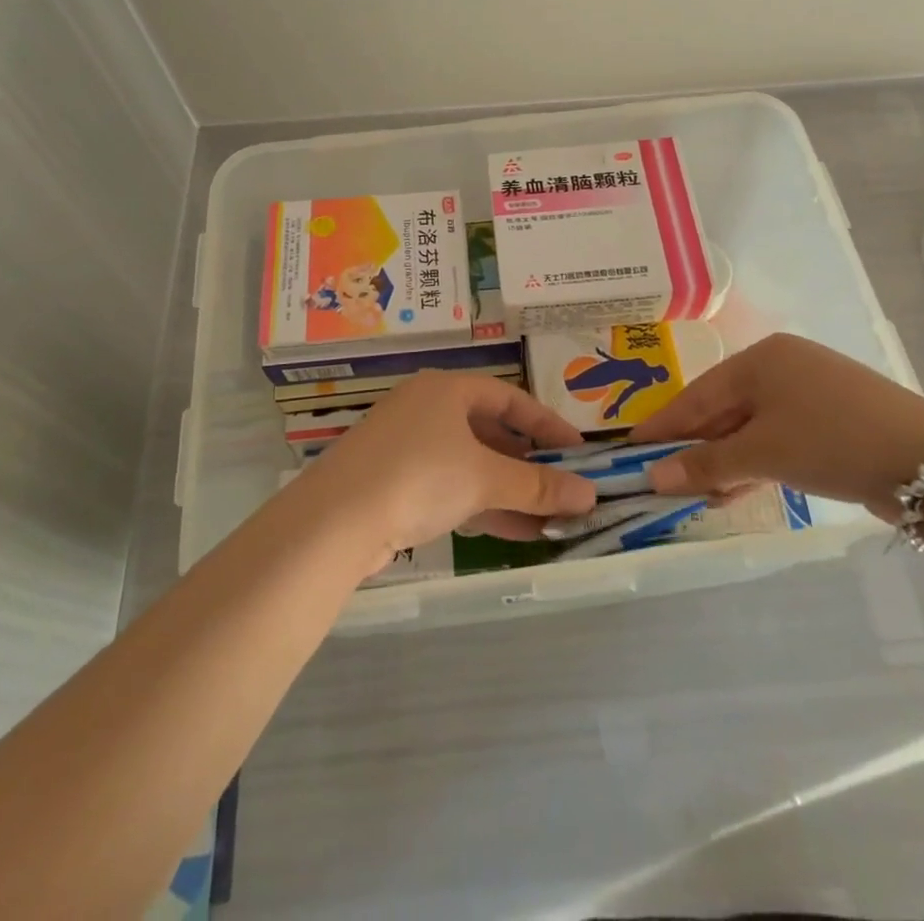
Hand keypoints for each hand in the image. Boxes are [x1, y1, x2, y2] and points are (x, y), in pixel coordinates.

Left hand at [297, 372, 597, 562]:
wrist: (333, 522)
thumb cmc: (418, 477)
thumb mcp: (484, 479)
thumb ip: (538, 486)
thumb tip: (590, 495)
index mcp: (447, 390)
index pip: (510, 398)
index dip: (547, 424)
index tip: (578, 450)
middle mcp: (426, 410)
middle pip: (490, 432)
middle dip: (529, 463)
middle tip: (563, 486)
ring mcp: (407, 447)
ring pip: (471, 464)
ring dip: (510, 491)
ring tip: (551, 519)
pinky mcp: (394, 483)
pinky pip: (451, 487)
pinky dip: (483, 505)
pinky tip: (515, 532)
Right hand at [633, 333, 923, 518]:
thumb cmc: (831, 440)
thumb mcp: (763, 453)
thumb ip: (706, 465)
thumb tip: (654, 477)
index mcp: (760, 359)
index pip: (696, 394)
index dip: (663, 424)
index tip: (630, 448)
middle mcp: (781, 367)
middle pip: (722, 410)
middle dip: (694, 448)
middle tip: (662, 478)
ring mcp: (808, 393)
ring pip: (749, 427)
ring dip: (724, 462)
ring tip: (697, 495)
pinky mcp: (829, 420)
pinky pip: (776, 438)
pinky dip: (755, 463)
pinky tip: (736, 490)